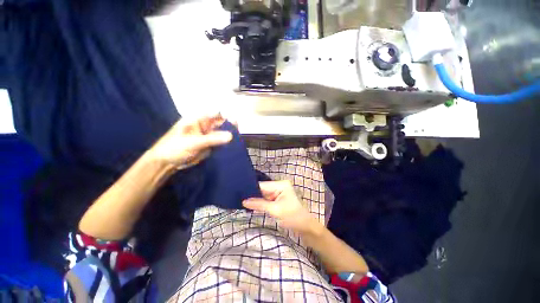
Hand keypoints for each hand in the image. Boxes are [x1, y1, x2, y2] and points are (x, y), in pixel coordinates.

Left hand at [149, 114, 232, 169]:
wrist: (166, 163)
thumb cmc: (174, 148)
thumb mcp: (193, 142)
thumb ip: (212, 139)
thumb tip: (231, 136)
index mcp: (198, 120)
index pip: (215, 113)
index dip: (226, 115)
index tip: (235, 121)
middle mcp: (205, 126)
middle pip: (221, 122)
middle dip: (230, 125)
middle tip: (238, 131)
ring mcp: (208, 136)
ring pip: (223, 133)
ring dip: (230, 135)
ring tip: (238, 139)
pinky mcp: (210, 145)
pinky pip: (221, 142)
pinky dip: (227, 144)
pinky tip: (233, 145)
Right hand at [243, 181, 322, 234]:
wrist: (306, 228)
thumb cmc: (293, 217)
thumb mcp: (275, 210)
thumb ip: (259, 204)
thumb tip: (243, 201)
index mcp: (281, 184)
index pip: (262, 185)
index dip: (251, 189)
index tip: (238, 193)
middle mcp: (279, 186)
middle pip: (262, 190)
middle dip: (252, 195)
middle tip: (237, 198)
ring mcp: (279, 193)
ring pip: (263, 195)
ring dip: (255, 200)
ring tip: (241, 201)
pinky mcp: (278, 200)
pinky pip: (266, 200)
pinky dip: (260, 204)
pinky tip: (250, 206)